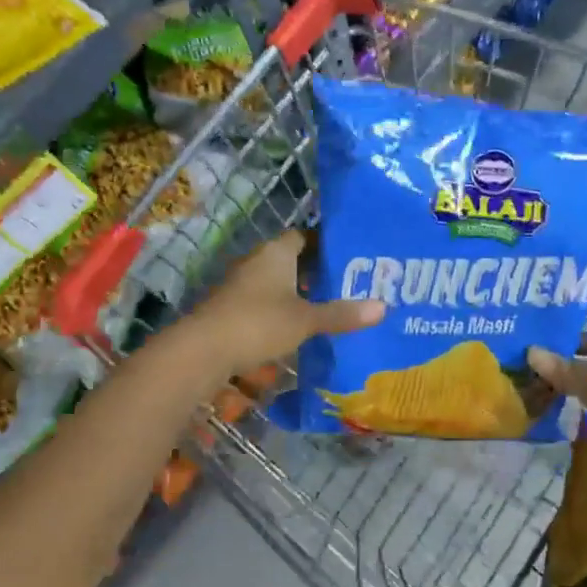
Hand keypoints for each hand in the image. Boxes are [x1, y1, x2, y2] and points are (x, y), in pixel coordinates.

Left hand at [180, 231, 383, 377]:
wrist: (203, 350)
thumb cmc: (258, 323)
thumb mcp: (306, 320)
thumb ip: (341, 314)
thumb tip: (384, 307)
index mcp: (276, 252)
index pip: (304, 236)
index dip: (327, 244)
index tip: (351, 257)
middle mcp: (258, 261)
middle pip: (293, 259)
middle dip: (317, 271)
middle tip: (350, 284)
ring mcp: (242, 285)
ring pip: (279, 282)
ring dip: (300, 293)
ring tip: (332, 307)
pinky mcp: (233, 308)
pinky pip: (266, 302)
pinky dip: (284, 310)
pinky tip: (301, 328)